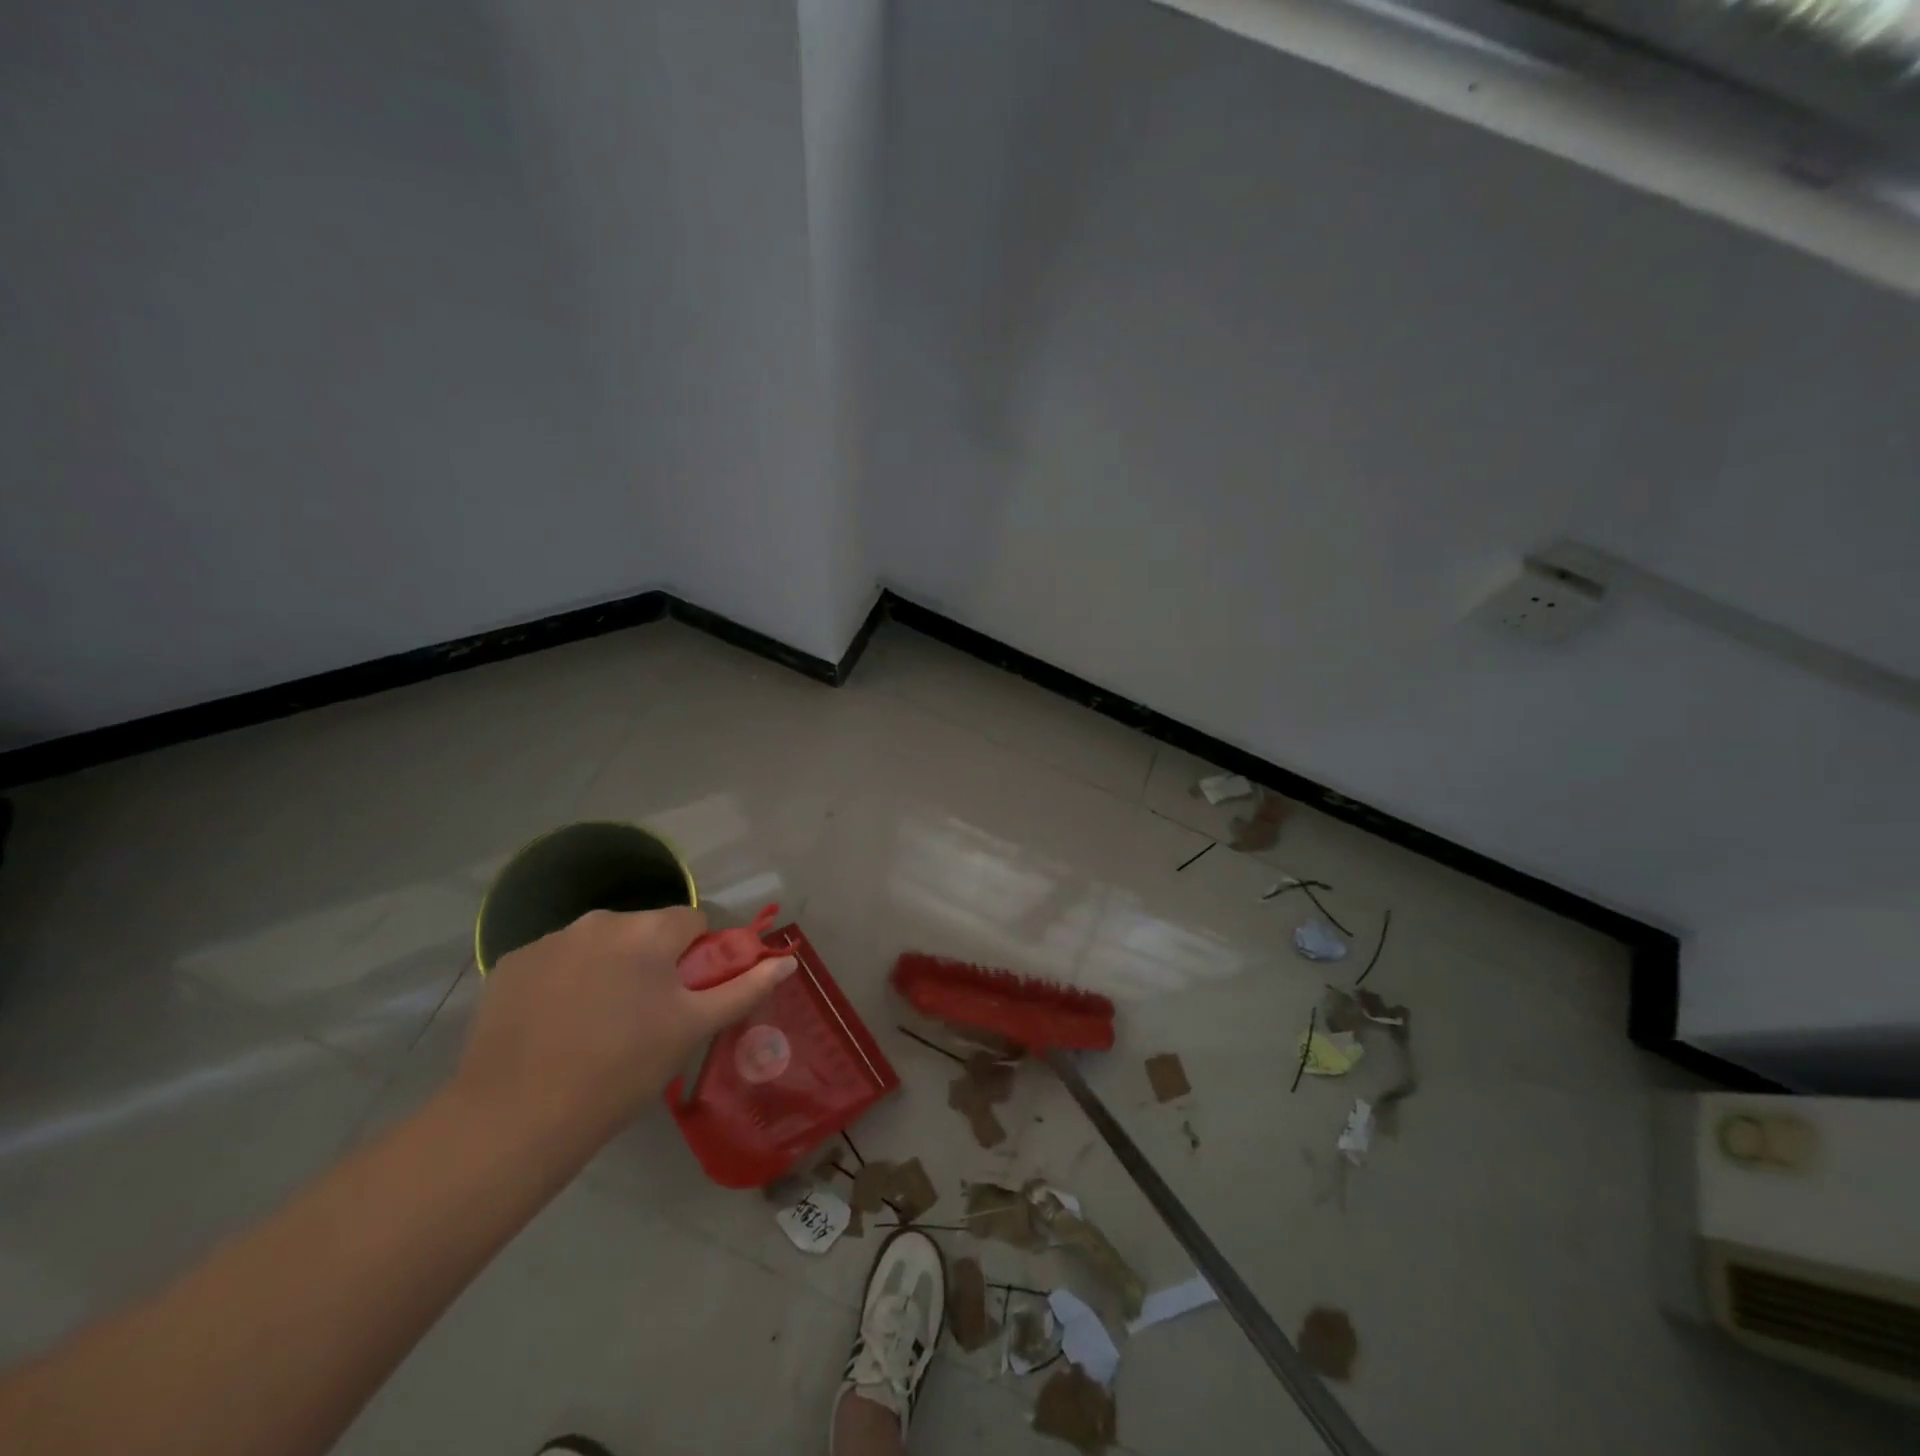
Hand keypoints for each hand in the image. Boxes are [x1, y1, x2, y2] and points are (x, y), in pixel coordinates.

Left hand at [452, 907, 797, 1156]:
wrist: (515, 1119)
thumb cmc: (622, 1070)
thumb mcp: (692, 1030)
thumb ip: (743, 988)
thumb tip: (789, 961)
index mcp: (648, 931)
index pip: (692, 922)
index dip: (697, 958)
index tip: (686, 998)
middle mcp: (599, 920)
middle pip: (643, 931)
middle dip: (651, 962)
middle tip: (643, 1019)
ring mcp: (549, 939)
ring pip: (598, 945)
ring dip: (607, 969)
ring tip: (595, 1027)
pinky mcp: (510, 965)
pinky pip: (555, 962)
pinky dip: (564, 982)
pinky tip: (554, 1027)